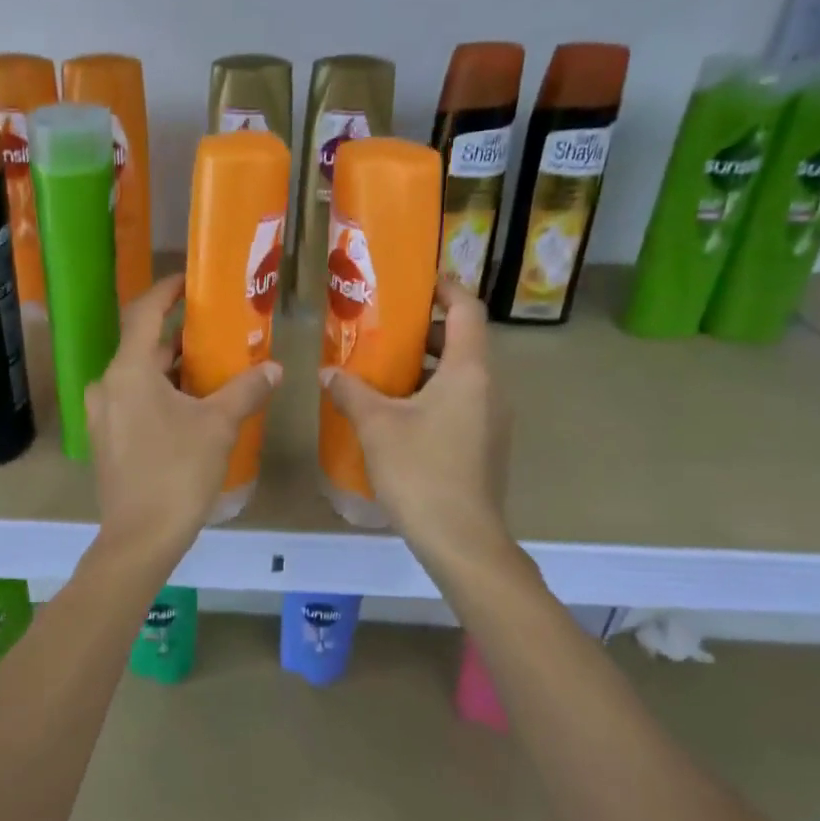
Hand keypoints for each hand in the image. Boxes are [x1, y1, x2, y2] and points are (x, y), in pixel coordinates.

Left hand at [86, 275, 281, 555]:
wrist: (140, 538)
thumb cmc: (177, 473)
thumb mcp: (219, 426)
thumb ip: (246, 390)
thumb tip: (275, 367)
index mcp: (128, 371)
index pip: (145, 314)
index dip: (167, 292)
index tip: (190, 281)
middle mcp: (107, 385)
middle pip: (144, 346)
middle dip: (179, 336)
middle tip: (217, 327)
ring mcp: (103, 414)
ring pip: (140, 376)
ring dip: (172, 367)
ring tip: (213, 364)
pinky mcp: (108, 439)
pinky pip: (135, 400)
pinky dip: (162, 392)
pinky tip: (193, 403)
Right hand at [321, 280, 512, 568]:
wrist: (462, 539)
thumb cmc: (420, 471)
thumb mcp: (376, 425)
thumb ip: (350, 391)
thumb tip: (328, 372)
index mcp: (469, 371)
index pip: (467, 309)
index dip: (445, 287)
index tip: (417, 281)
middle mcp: (490, 387)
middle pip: (462, 342)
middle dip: (424, 330)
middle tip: (382, 329)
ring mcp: (492, 418)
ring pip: (460, 375)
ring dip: (424, 366)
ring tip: (381, 369)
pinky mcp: (485, 444)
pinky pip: (461, 402)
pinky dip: (432, 394)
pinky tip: (396, 412)